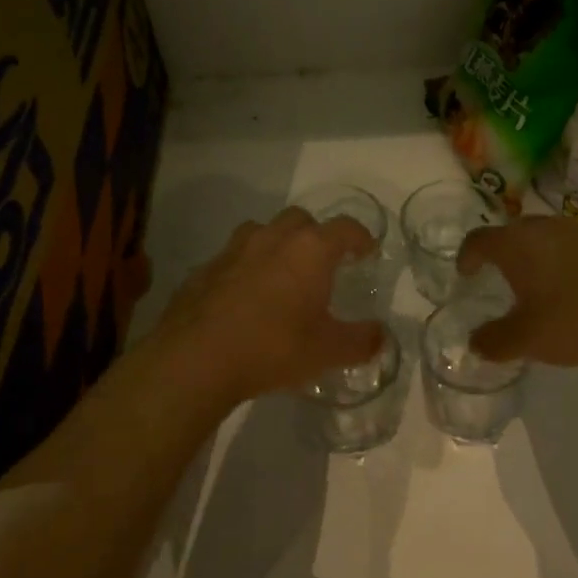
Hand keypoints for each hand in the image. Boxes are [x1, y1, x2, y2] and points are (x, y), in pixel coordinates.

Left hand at [155, 208, 385, 404]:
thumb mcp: (327, 352)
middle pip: (301, 220)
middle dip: (317, 235)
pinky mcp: (205, 268)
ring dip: (278, 245)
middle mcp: (273, 238)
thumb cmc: (273, 347)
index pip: (345, 228)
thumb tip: (381, 336)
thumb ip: (361, 341)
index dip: (360, 237)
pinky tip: (246, 299)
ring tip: (283, 276)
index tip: (367, 251)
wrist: (196, 358)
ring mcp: (234, 249)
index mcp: (310, 250)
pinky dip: (247, 268)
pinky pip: (234, 258)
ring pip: (263, 232)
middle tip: (323, 263)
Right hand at [457, 216, 577, 367]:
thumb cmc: (577, 316)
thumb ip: (494, 341)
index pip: (478, 240)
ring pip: (540, 239)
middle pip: (510, 234)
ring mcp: (576, 231)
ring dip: (530, 258)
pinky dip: (557, 263)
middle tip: (495, 279)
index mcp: (515, 243)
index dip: (466, 256)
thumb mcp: (528, 338)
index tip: (464, 274)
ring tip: (531, 286)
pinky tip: (567, 289)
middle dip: (499, 254)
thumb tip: (475, 342)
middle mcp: (541, 227)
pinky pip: (566, 247)